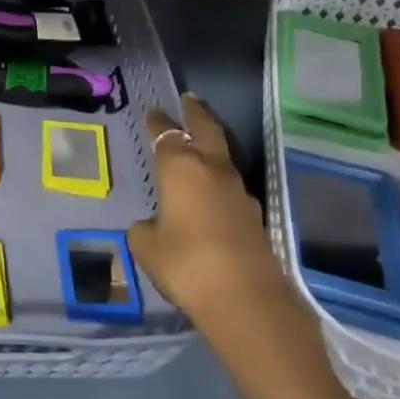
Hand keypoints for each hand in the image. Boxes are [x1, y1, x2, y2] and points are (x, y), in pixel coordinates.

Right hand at [127, 94, 331, 386]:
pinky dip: (218, 181)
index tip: (152, 111)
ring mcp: (239, 193)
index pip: (166, 135)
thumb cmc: (185, 263)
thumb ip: (145, 228)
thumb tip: (153, 225)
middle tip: (189, 99)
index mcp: (181, 168)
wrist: (246, 299)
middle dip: (196, 114)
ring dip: (211, 147)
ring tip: (198, 144)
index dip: (157, 123)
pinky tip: (209, 194)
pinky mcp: (254, 217)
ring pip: (222, 158)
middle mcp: (213, 171)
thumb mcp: (146, 246)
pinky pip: (230, 187)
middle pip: (206, 131)